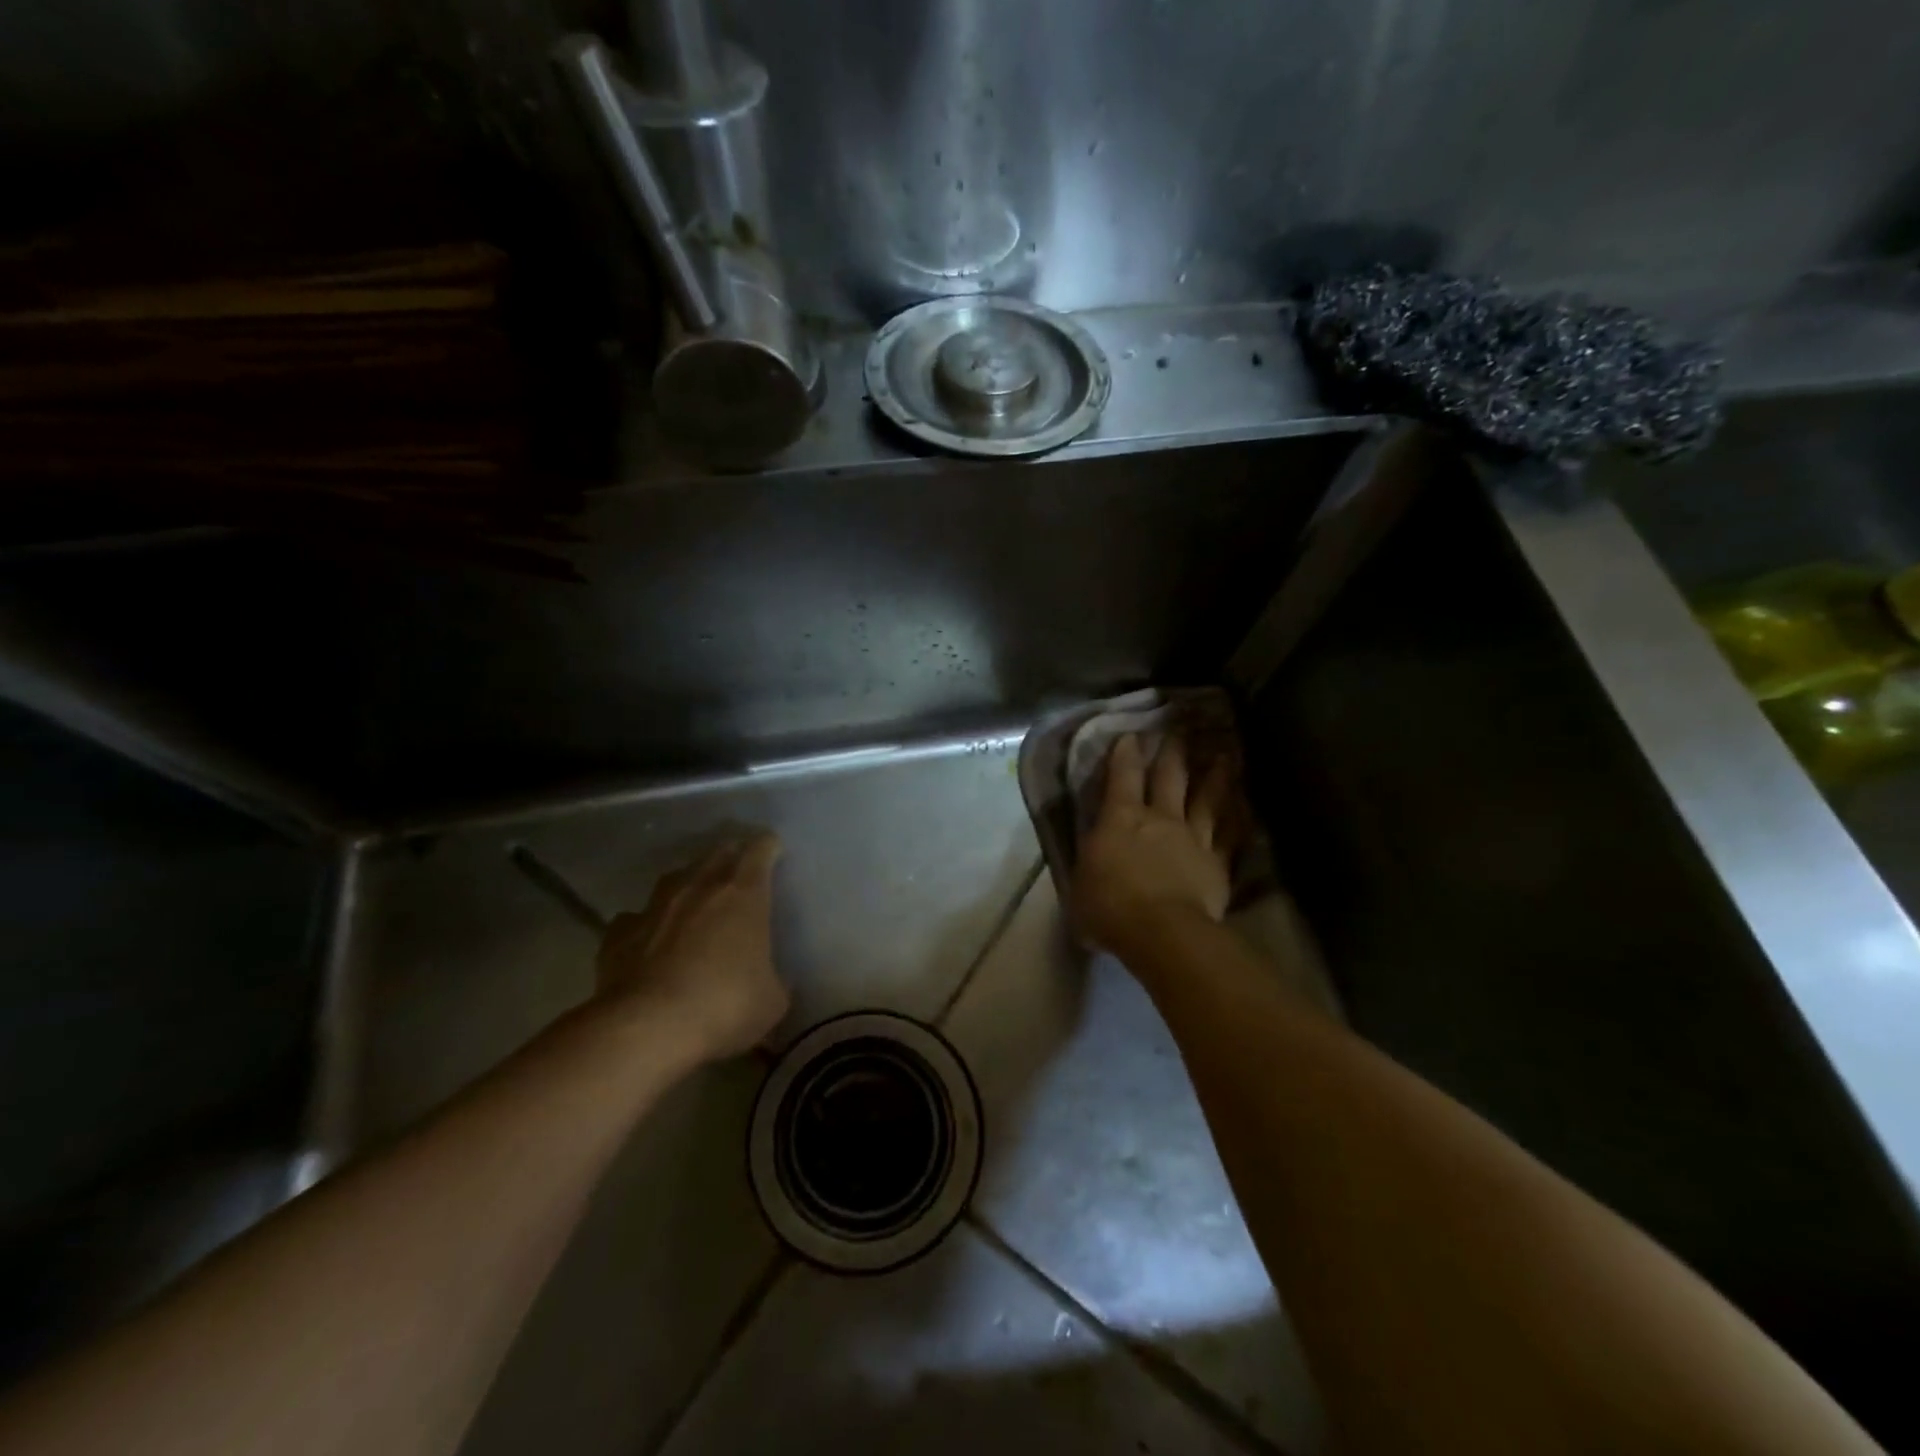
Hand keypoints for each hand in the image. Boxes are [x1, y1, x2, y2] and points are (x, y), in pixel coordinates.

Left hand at [596, 832, 789, 1060]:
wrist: (646, 1028)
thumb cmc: (724, 1005)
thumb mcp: (771, 1001)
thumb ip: (773, 980)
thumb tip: (770, 981)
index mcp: (744, 893)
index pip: (760, 849)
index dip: (768, 847)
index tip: (774, 852)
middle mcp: (699, 886)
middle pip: (717, 853)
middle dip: (731, 857)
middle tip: (740, 872)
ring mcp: (655, 906)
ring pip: (675, 878)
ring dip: (689, 884)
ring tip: (695, 901)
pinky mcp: (619, 933)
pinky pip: (637, 917)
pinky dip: (647, 924)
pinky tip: (649, 940)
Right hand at [1072, 734, 1237, 961]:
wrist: (1162, 932)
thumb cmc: (1109, 908)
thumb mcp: (1080, 883)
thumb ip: (1090, 862)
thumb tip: (1092, 855)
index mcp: (1120, 819)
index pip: (1122, 777)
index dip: (1125, 754)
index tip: (1131, 734)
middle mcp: (1160, 818)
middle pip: (1169, 778)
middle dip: (1173, 752)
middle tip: (1180, 730)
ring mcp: (1194, 838)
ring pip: (1207, 799)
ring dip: (1216, 776)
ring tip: (1225, 756)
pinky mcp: (1217, 863)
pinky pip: (1231, 836)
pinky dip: (1239, 819)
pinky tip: (1245, 808)